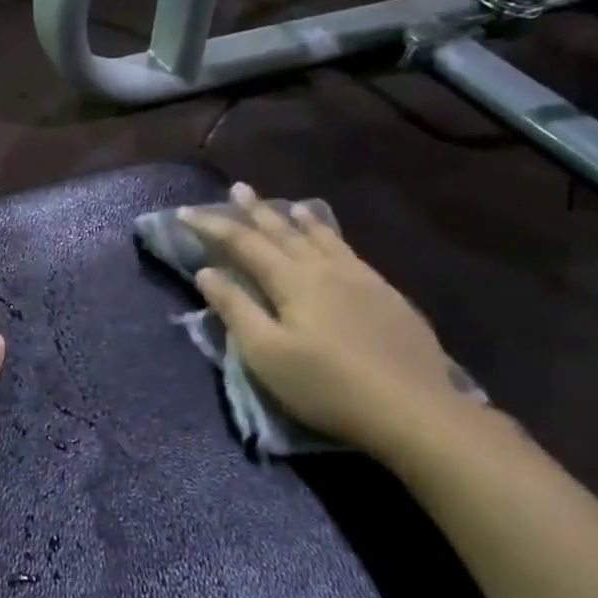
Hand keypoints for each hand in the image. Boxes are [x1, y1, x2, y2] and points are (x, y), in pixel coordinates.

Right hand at [181, 183, 469, 458]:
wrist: (412, 409)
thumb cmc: (326, 385)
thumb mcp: (266, 353)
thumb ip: (235, 309)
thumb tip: (206, 272)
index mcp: (292, 282)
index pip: (243, 244)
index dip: (213, 226)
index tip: (186, 212)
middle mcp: (325, 269)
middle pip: (284, 232)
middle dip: (256, 211)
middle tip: (239, 188)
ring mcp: (361, 279)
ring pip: (322, 238)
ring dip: (298, 219)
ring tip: (288, 204)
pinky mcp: (387, 296)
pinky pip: (349, 251)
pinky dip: (332, 237)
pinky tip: (335, 242)